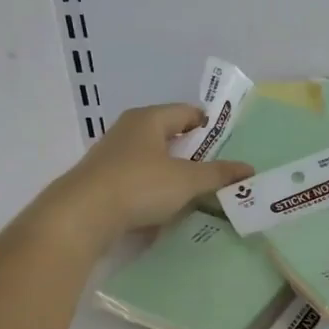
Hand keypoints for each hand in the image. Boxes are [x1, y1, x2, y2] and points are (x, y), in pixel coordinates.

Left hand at [42, 104, 252, 244]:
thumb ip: (218, 174)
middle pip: (167, 133)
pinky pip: (136, 177)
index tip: (226, 142)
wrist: (80, 216)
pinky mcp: (101, 180)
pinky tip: (163, 205)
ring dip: (171, 169)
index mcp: (149, 119)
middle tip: (215, 167)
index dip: (208, 124)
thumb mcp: (187, 181)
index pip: (186, 112)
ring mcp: (111, 155)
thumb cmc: (139, 186)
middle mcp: (128, 130)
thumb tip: (249, 169)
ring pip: (151, 156)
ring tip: (192, 188)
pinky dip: (153, 186)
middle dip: (191, 149)